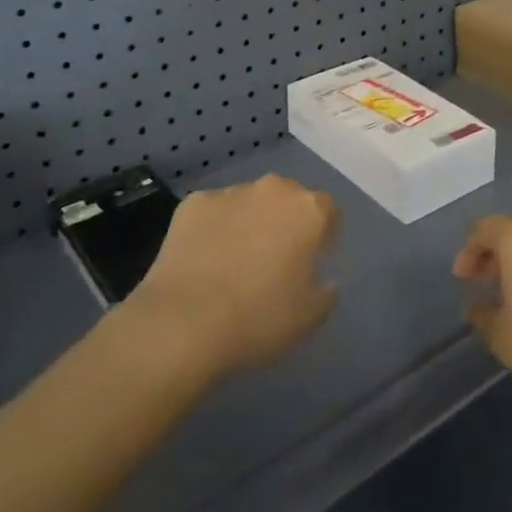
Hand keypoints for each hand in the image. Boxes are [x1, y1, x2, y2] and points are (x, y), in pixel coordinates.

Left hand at [129, 174, 339, 379]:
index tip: (316, 258)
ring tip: (235, 260)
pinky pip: (213, 212)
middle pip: (288, 199)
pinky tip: (205, 259)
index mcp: (308, 210)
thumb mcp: (308, 318)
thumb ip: (325, 293)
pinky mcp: (193, 203)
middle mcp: (273, 190)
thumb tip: (324, 281)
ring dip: (250, 222)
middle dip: (287, 222)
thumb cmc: (257, 317)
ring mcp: (231, 193)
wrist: (183, 321)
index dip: (325, 234)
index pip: (328, 210)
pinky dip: (214, 228)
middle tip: (277, 258)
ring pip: (249, 202)